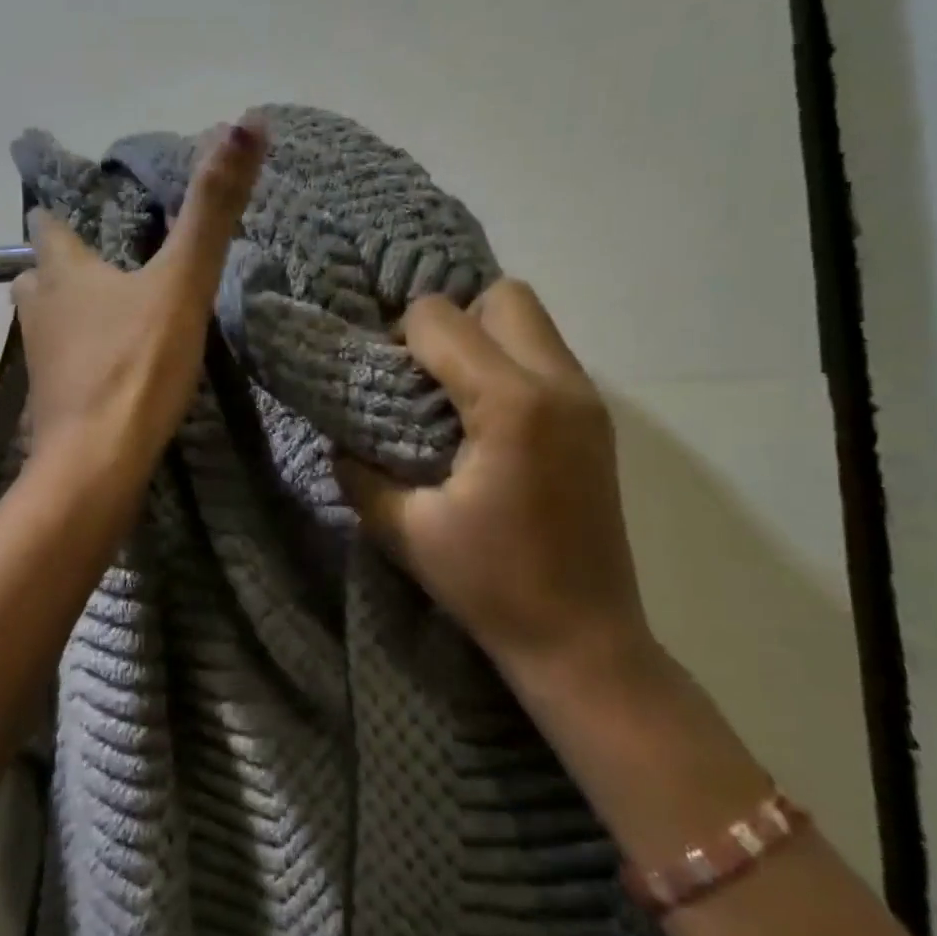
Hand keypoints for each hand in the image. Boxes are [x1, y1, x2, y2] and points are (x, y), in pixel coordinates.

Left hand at [15, 116, 265, 484]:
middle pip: (43, 273)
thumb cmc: (137, 365)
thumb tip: (246, 121)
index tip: (90, 212)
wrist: (98, 463)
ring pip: (49, 318)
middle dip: (68, 265)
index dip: (64, 214)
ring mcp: (40, 358)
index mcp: (63, 270)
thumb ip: (212, 208)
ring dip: (73, 311)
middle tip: (109, 264)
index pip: (49, 224)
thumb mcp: (183, 282)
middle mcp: (39, 308)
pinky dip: (81, 355)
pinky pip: (63, 362)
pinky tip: (111, 366)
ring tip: (114, 312)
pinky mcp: (50, 401)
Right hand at [335, 280, 653, 684]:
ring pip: (531, 320)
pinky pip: (547, 355)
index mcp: (510, 405)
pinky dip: (508, 362)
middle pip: (502, 296)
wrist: (582, 639)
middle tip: (422, 373)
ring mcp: (588, 400)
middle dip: (451, 319)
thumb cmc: (490, 584)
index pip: (441, 319)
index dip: (399, 336)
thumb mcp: (405, 530)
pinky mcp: (597, 420)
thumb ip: (359, 474)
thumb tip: (339, 441)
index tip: (384, 379)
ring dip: (483, 337)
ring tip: (450, 393)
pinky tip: (483, 417)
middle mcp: (559, 384)